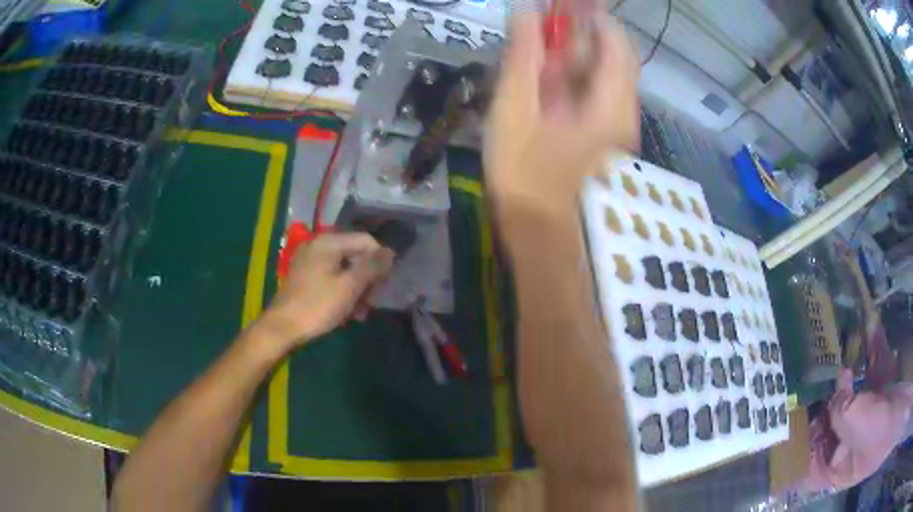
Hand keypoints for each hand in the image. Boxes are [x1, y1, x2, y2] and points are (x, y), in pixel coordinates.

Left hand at [258, 233, 394, 350]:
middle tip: (372, 303)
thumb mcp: (349, 287)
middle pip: (355, 255)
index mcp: (328, 242)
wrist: (282, 328)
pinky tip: (348, 313)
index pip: (366, 241)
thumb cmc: (316, 306)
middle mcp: (318, 246)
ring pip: (345, 270)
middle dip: (367, 279)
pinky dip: (343, 293)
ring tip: (361, 313)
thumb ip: (371, 267)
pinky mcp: (306, 278)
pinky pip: (332, 279)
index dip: (380, 261)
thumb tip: (391, 252)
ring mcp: (310, 262)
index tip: (384, 286)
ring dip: (357, 290)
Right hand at [484, 12, 638, 217]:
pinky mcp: (600, 132)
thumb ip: (523, 56)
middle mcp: (621, 111)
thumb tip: (527, 11)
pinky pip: (592, 92)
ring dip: (570, 55)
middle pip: (610, 57)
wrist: (535, 229)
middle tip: (539, 28)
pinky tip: (542, 79)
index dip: (592, 17)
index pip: (616, 44)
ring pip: (600, 74)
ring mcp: (612, 123)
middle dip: (577, 36)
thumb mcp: (515, 108)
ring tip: (534, 52)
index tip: (561, 6)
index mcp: (610, 105)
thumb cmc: (523, 173)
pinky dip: (570, 77)